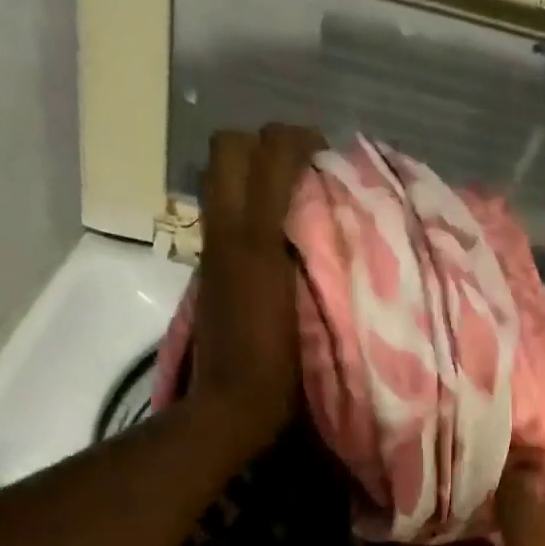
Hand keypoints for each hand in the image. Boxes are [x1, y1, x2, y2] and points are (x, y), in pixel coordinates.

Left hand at [187, 124, 323, 450]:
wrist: (232, 405)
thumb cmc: (280, 365)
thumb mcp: (312, 306)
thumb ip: (320, 252)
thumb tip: (333, 209)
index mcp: (255, 236)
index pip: (268, 151)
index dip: (300, 140)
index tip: (330, 159)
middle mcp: (226, 230)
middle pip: (230, 149)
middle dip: (267, 144)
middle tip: (306, 169)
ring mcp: (213, 249)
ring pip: (224, 178)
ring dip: (257, 173)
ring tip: (297, 197)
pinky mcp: (211, 270)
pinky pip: (226, 211)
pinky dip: (252, 204)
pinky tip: (283, 235)